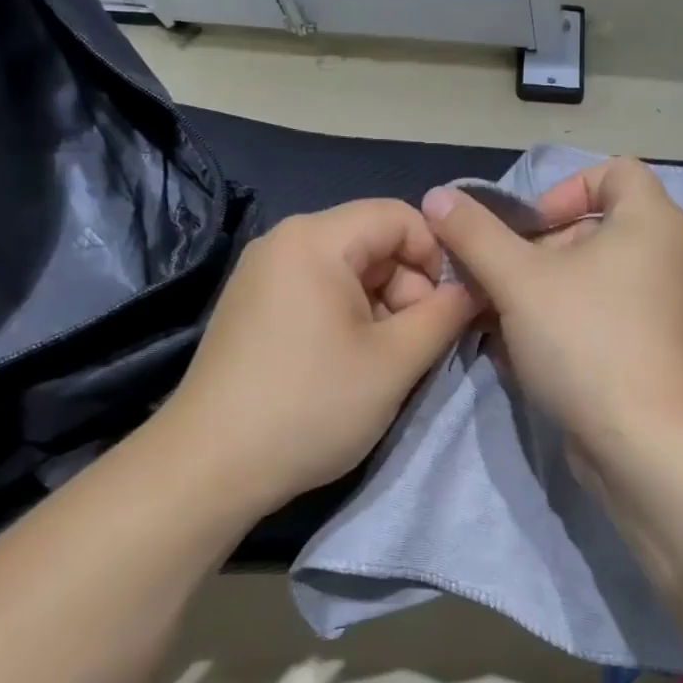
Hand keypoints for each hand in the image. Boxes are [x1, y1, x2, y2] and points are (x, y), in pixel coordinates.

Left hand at [163, 200, 476, 514]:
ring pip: (349, 271)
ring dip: (382, 309)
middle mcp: (284, 242)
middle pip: (373, 242)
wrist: (210, 466)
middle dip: (408, 287)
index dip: (437, 256)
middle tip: (415, 344)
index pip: (400, 216)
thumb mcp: (395, 361)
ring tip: (384, 362)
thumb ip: (445, 315)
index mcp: (316, 239)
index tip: (448, 309)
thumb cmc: (311, 405)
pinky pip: (319, 292)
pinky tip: (349, 364)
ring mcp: (263, 275)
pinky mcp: (253, 307)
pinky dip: (349, 318)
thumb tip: (472, 290)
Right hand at [421, 159, 682, 453]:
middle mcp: (669, 255)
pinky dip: (566, 323)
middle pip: (595, 228)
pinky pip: (605, 316)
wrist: (645, 441)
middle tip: (503, 283)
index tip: (529, 229)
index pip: (614, 171)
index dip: (564, 189)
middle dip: (539, 251)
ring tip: (502, 321)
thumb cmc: (586, 340)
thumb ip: (475, 233)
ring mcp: (666, 306)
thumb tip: (438, 195)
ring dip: (543, 292)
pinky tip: (525, 352)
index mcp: (651, 222)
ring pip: (594, 279)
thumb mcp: (519, 280)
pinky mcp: (655, 347)